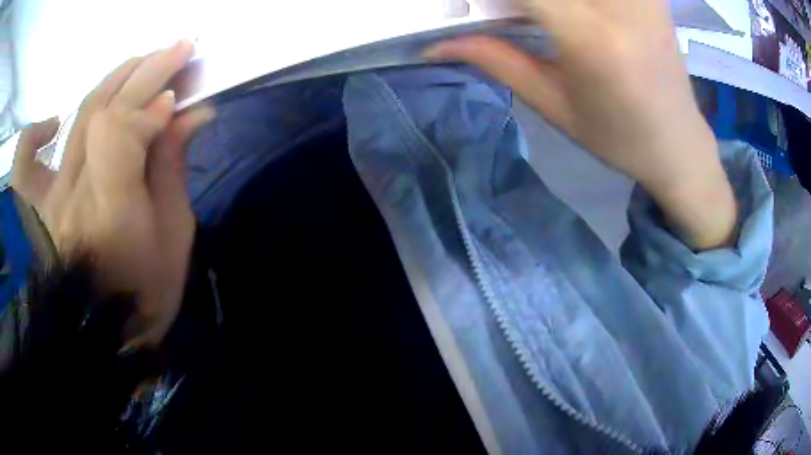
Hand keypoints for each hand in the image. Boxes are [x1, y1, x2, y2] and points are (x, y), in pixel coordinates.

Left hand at [11, 40, 214, 345]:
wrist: (108, 332)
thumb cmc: (148, 293)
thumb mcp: (176, 236)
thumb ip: (173, 168)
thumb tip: (191, 111)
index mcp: (112, 216)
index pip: (116, 133)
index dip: (149, 105)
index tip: (179, 99)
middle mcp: (74, 198)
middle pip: (103, 111)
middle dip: (145, 72)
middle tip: (178, 51)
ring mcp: (52, 199)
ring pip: (78, 117)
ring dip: (114, 80)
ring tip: (142, 63)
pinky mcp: (39, 206)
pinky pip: (25, 163)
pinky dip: (35, 134)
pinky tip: (54, 122)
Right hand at [426, 0, 736, 248]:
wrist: (678, 144)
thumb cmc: (617, 137)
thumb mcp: (554, 105)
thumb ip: (497, 60)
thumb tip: (439, 43)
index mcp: (593, 40)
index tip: (469, 4)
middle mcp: (620, 6)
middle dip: (517, 0)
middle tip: (507, 13)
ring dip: (544, 1)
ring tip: (542, 18)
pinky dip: (577, 0)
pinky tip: (573, 11)